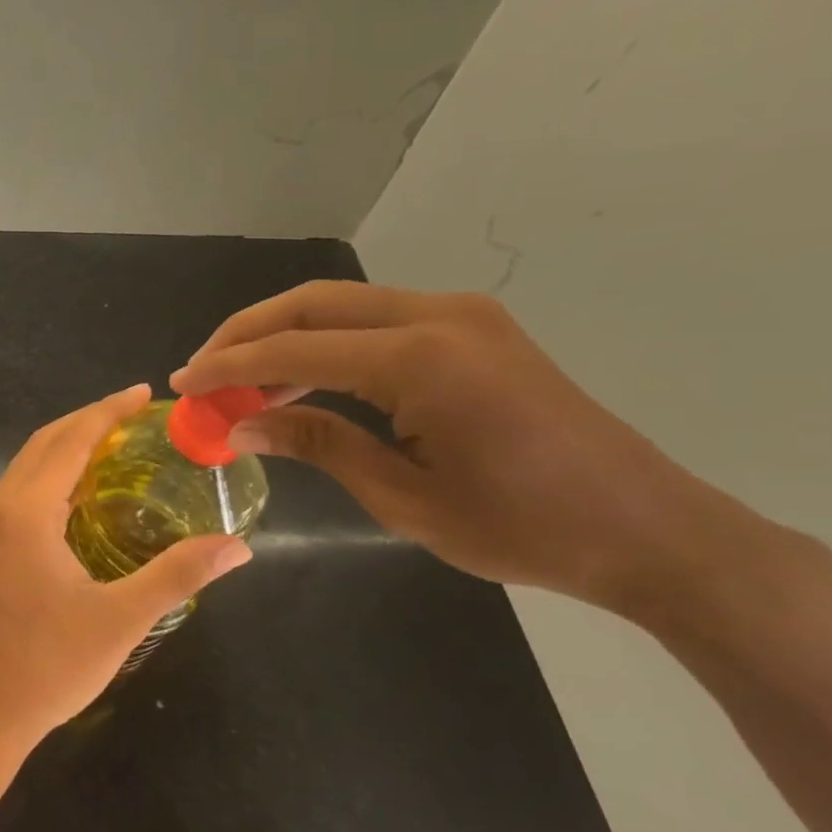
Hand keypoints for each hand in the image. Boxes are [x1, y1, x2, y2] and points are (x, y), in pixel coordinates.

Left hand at [0, 384, 252, 750]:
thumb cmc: (51, 666)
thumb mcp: (121, 619)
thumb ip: (178, 575)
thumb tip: (237, 546)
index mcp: (24, 513)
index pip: (70, 441)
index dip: (107, 412)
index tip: (143, 393)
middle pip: (45, 443)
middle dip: (89, 420)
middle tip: (136, 412)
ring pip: (29, 464)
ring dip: (69, 444)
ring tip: (117, 439)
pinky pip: (23, 488)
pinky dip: (54, 471)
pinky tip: (85, 486)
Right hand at [171, 282, 760, 617]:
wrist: (649, 528)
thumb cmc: (525, 528)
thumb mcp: (405, 497)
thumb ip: (317, 444)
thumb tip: (239, 424)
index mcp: (420, 360)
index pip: (293, 350)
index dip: (228, 367)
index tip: (182, 384)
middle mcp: (437, 316)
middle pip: (310, 304)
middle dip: (245, 333)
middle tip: (202, 371)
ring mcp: (460, 314)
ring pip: (339, 304)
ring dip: (282, 335)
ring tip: (239, 379)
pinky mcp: (472, 326)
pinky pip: (374, 318)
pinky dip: (325, 342)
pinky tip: (300, 377)